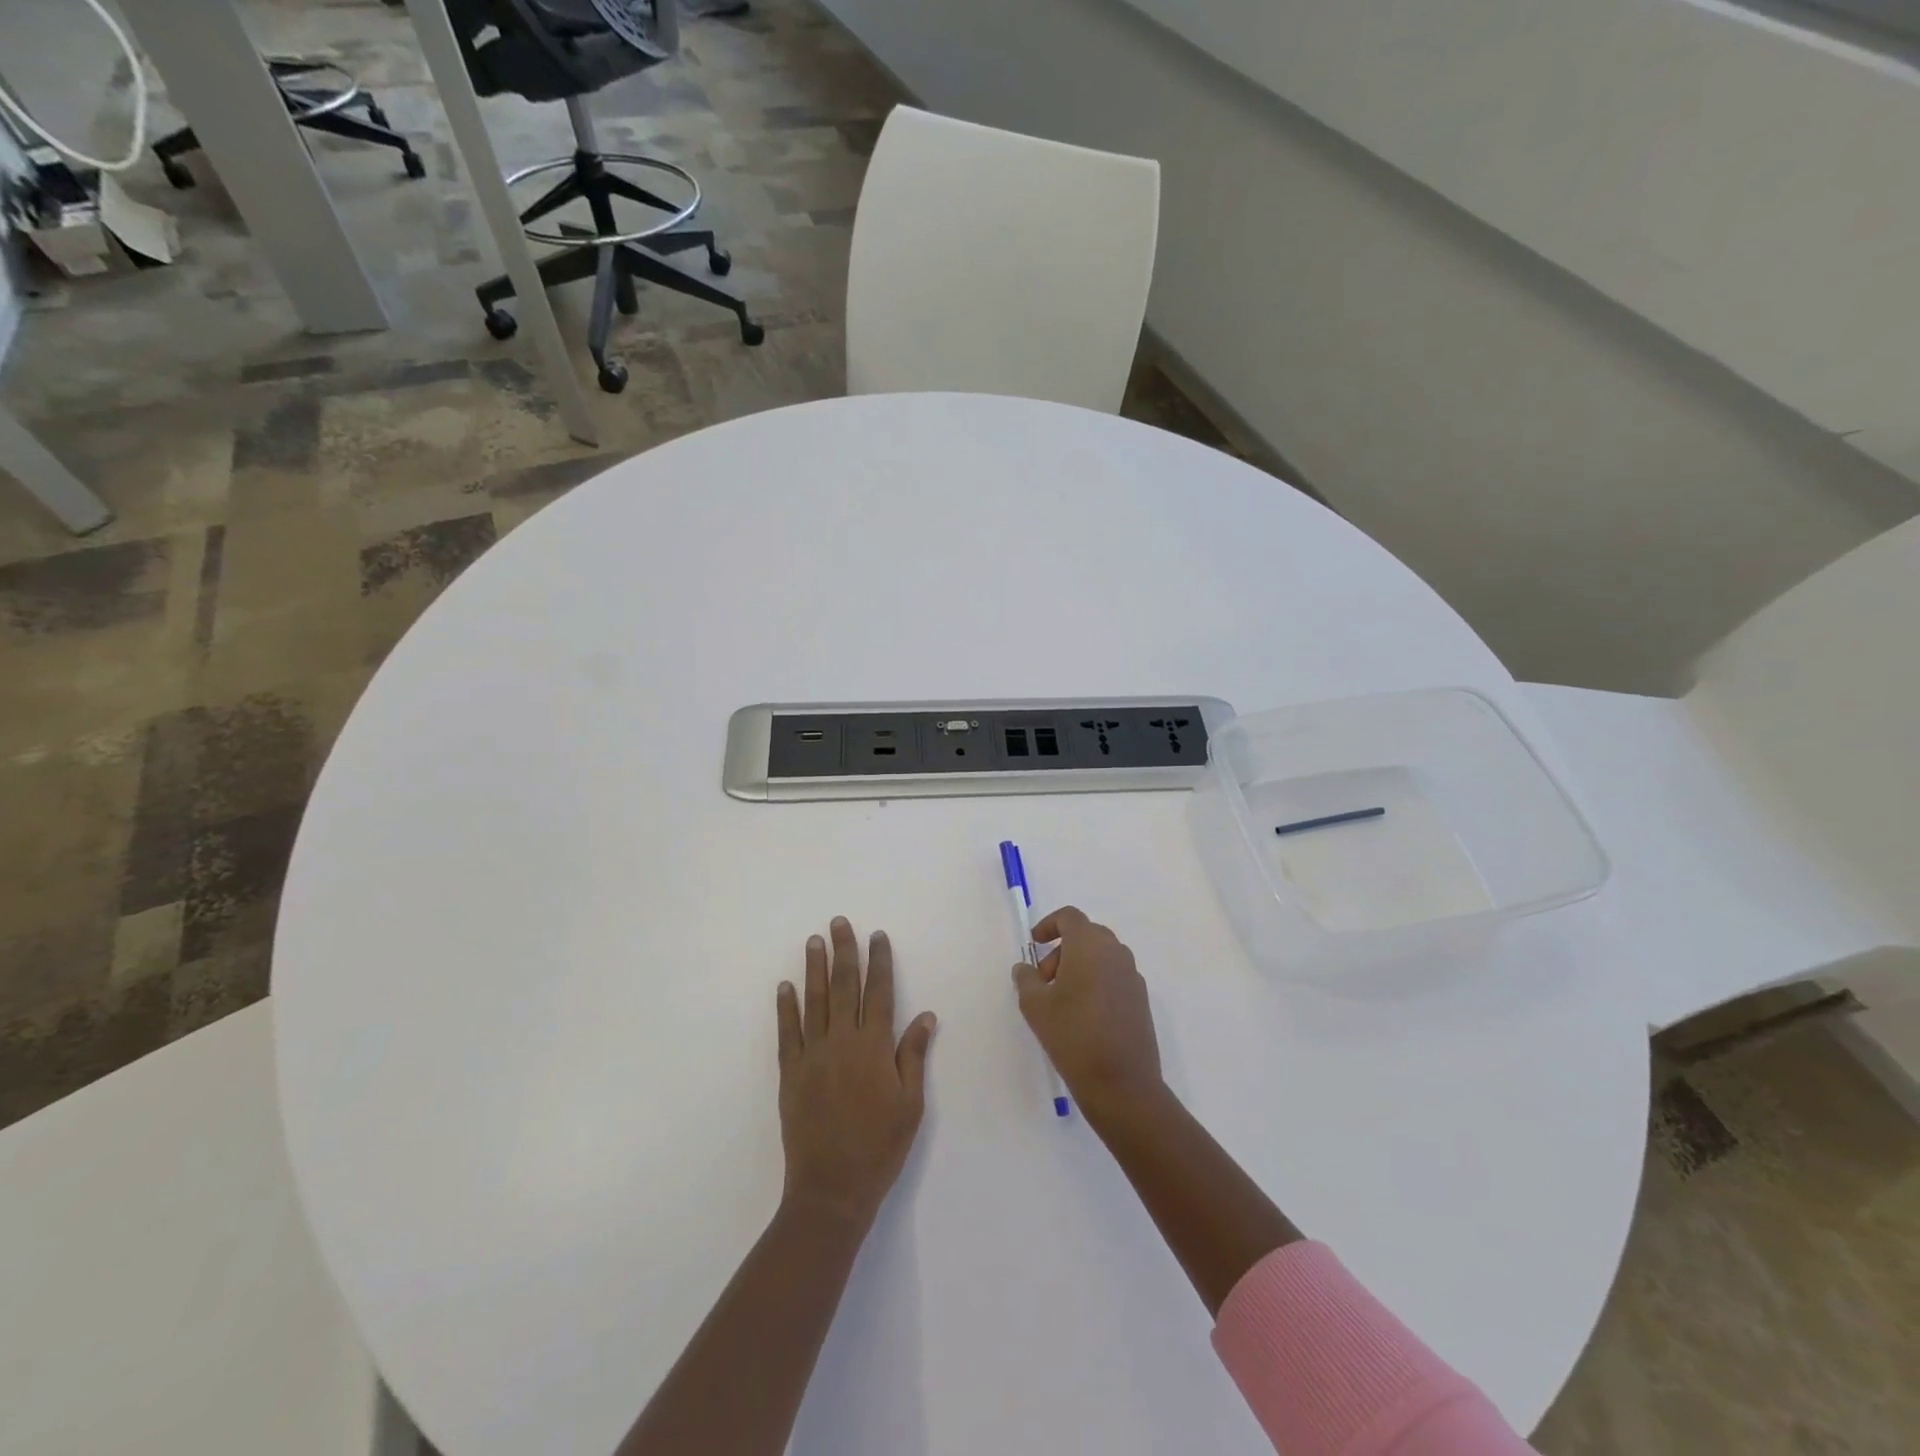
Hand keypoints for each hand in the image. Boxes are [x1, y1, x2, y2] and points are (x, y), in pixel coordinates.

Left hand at [777, 918, 936, 1226]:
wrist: (832, 1188)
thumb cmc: (880, 1147)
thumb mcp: (911, 1105)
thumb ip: (913, 1056)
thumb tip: (925, 1015)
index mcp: (875, 1047)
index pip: (879, 993)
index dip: (879, 962)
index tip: (877, 936)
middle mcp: (843, 1042)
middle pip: (844, 987)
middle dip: (844, 951)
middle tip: (839, 922)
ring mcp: (813, 1055)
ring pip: (815, 1001)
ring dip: (814, 968)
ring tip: (814, 941)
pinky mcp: (790, 1072)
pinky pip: (787, 1032)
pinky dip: (786, 1006)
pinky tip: (785, 986)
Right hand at [1012, 907, 1164, 1122]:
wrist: (1121, 1083)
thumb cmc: (1072, 1036)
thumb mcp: (1035, 1006)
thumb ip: (1026, 979)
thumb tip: (1025, 968)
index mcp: (1090, 946)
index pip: (1070, 917)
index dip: (1049, 924)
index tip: (1035, 944)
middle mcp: (1116, 953)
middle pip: (1086, 934)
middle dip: (1062, 949)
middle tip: (1044, 979)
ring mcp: (1132, 976)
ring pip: (1102, 956)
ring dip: (1079, 965)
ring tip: (1061, 1000)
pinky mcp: (1141, 999)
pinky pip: (1114, 976)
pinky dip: (1097, 981)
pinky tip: (1084, 1014)